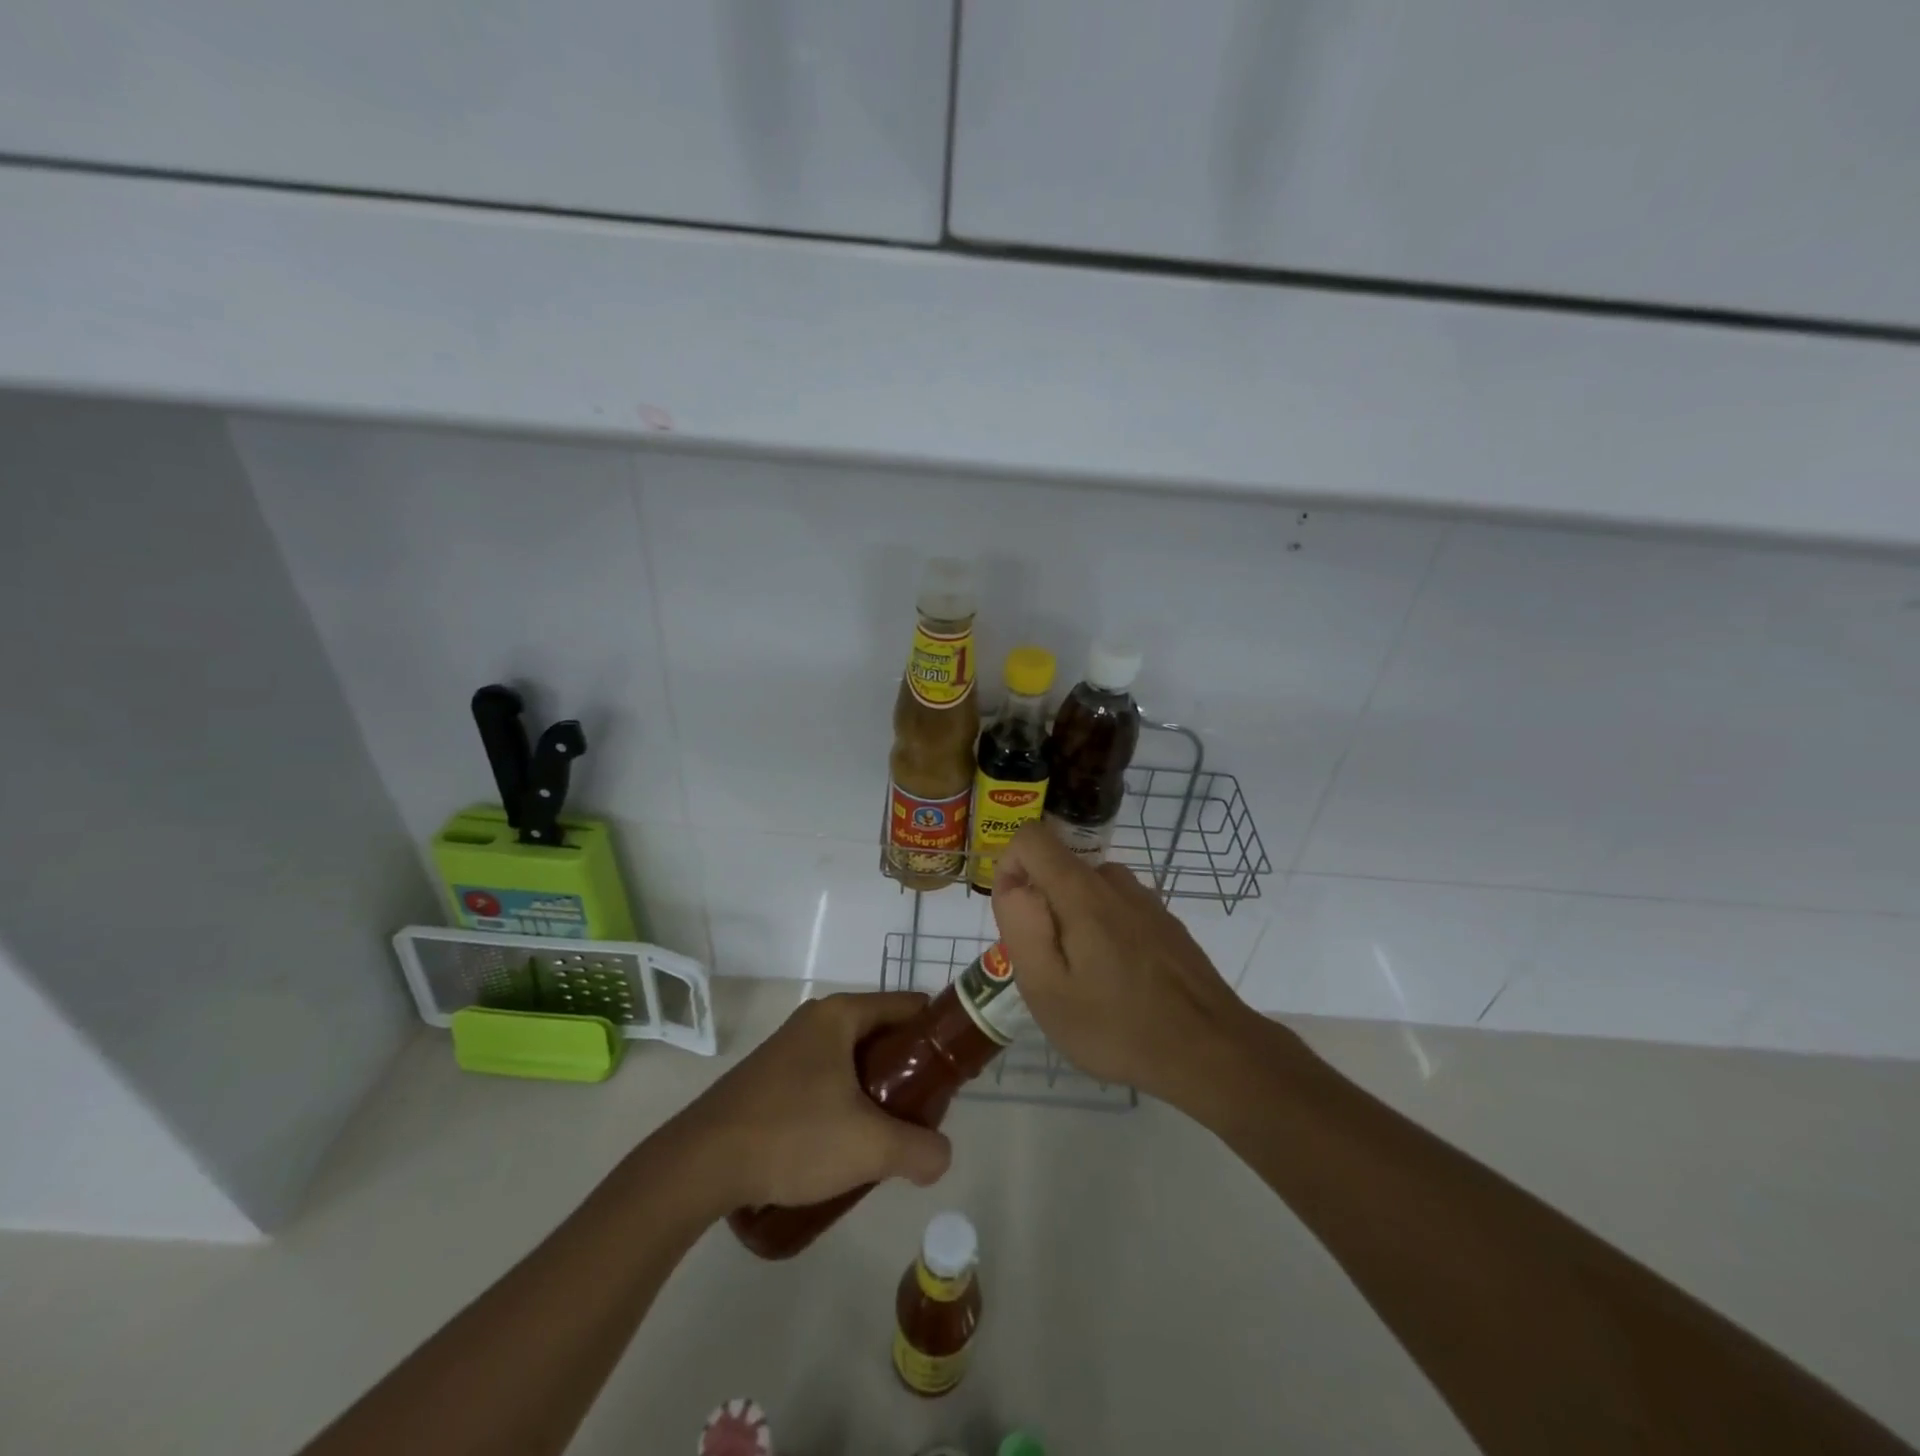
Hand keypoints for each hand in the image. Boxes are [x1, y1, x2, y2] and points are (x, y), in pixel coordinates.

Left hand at [668, 992, 951, 1210]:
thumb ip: (918, 1150)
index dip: (938, 1035)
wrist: (700, 1164)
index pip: (908, 1006)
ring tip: (886, 1137)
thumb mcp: (868, 1147)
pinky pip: (825, 1080)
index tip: (954, 1073)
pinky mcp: (770, 1079)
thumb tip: (941, 1157)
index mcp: (840, 1015)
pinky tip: (842, 1147)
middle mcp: (815, 1021)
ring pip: (852, 1061)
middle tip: (922, 1114)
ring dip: (875, 1094)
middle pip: (881, 1035)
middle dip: (907, 1073)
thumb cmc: (791, 1135)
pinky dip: (844, 1103)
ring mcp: (788, 1049)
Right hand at [990, 824, 1268, 1105]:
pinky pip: (1118, 911)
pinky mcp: (1166, 923)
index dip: (1010, 867)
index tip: (1018, 919)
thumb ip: (1022, 926)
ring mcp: (1146, 901)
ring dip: (1074, 925)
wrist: (1210, 1052)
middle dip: (1043, 909)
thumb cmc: (1117, 1026)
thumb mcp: (1047, 989)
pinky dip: (1104, 935)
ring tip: (1087, 984)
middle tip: (1054, 970)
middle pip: (1060, 870)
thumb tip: (1013, 884)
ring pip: (1088, 893)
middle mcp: (1116, 882)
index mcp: (1081, 890)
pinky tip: (1120, 986)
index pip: (1031, 837)